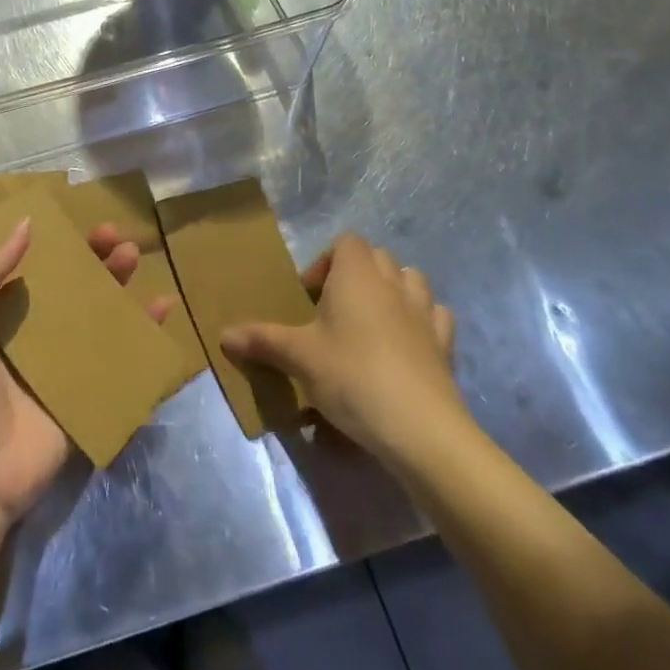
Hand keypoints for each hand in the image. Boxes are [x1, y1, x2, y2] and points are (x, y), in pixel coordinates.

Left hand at [0, 219, 170, 524]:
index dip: (55, 242)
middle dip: (92, 258)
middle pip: (69, 286)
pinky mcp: (85, 394)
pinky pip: (118, 356)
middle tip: (114, 236)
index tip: (77, 221)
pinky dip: (142, 332)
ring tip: (133, 257)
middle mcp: (30, 334)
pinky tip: (162, 306)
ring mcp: (60, 365)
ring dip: (117, 284)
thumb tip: (26, 223)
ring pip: (96, 314)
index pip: (31, 266)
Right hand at [221, 233, 469, 472]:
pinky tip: (405, 345)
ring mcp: (424, 311)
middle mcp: (392, 282)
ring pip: (410, 280)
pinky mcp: (445, 344)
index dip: (325, 262)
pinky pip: (434, 315)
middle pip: (376, 257)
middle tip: (333, 312)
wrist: (420, 428)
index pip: (345, 241)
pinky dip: (420, 321)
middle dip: (355, 275)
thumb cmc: (352, 376)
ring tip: (370, 324)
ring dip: (391, 291)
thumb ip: (262, 340)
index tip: (310, 298)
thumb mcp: (298, 358)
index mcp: (356, 273)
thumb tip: (223, 335)